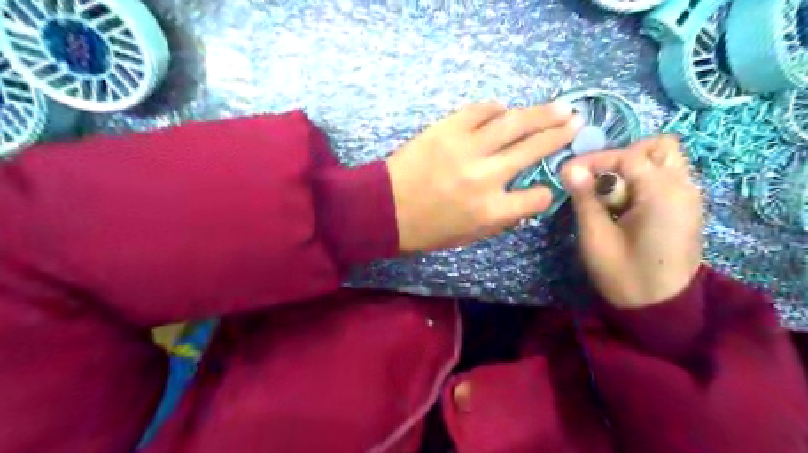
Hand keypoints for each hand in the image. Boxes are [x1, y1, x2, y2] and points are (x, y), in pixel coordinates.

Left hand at [388, 100, 584, 252]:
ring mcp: (466, 148)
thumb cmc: (425, 230)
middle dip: (560, 134)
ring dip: (541, 113)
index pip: (537, 197)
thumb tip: (525, 200)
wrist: (383, 209)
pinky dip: (496, 109)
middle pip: (533, 149)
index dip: (546, 192)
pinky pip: (480, 110)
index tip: (545, 185)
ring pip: (513, 123)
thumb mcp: (468, 236)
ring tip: (560, 106)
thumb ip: (501, 219)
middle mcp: (486, 176)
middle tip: (577, 121)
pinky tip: (504, 110)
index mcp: (491, 210)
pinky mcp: (447, 129)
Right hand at [560, 137, 705, 309]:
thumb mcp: (596, 237)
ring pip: (663, 160)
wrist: (659, 309)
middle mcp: (684, 187)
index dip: (595, 160)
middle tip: (597, 183)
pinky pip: (664, 177)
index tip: (568, 174)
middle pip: (656, 147)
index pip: (628, 156)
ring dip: (633, 168)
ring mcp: (688, 197)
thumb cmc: (623, 275)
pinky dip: (641, 181)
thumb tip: (570, 168)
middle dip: (621, 158)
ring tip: (609, 194)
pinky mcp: (685, 208)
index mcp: (663, 194)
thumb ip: (585, 199)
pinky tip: (623, 205)